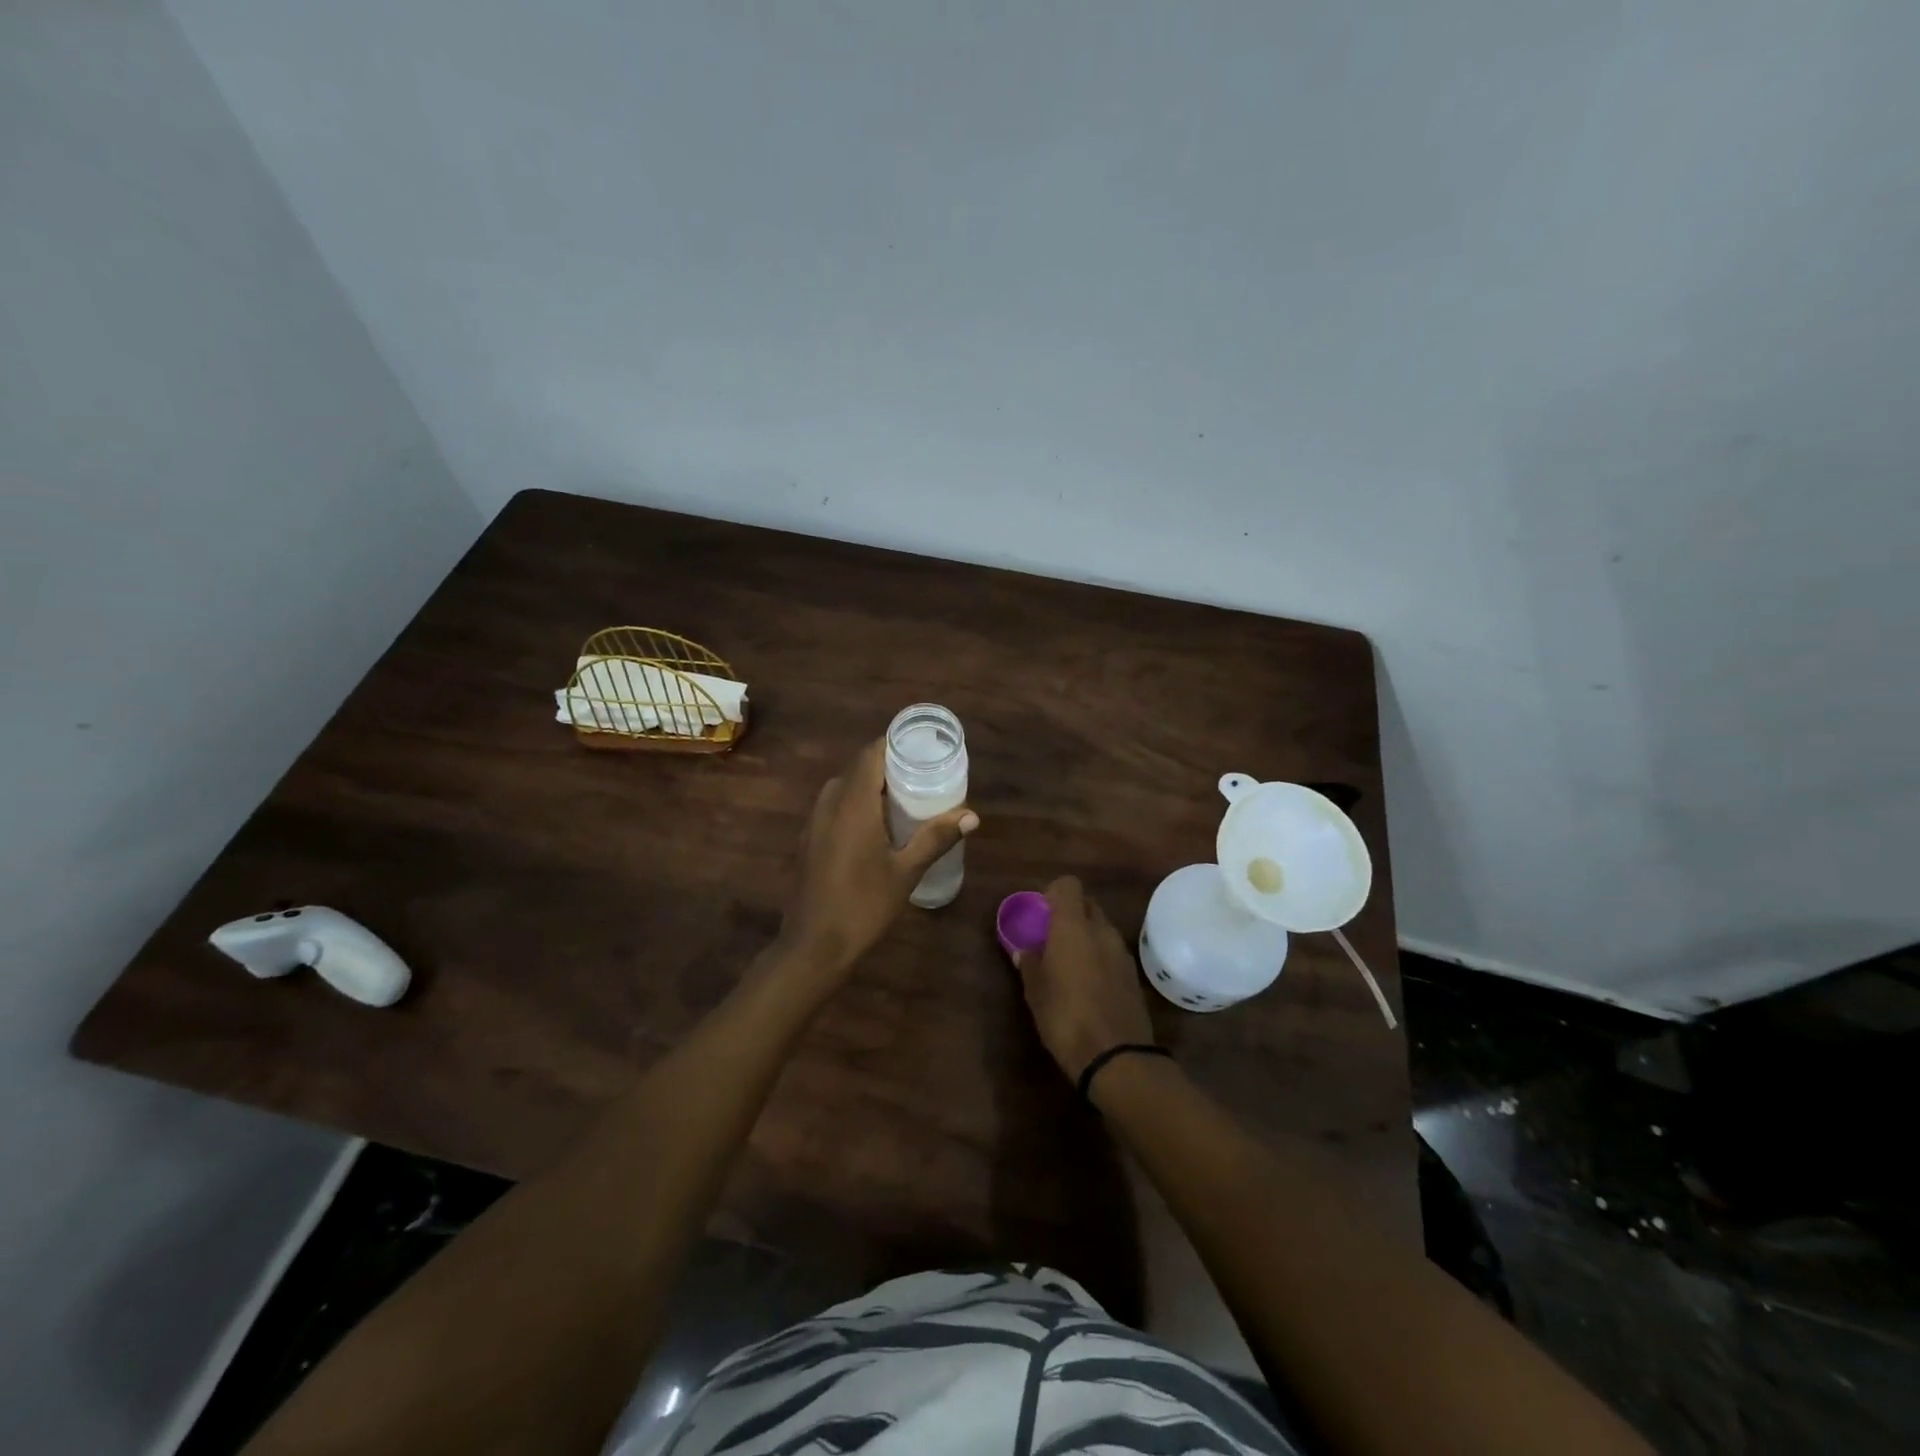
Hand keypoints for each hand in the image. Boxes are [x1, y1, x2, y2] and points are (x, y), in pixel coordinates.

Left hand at [781, 738, 977, 972]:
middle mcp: (829, 804)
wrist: (814, 945)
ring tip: (902, 799)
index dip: (893, 745)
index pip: (870, 754)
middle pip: (858, 769)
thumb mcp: (906, 871)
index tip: (920, 748)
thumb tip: (972, 815)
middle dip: (887, 767)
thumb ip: (936, 837)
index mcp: (853, 803)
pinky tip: (876, 828)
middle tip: (920, 776)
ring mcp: (814, 822)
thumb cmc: (864, 904)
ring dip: (870, 787)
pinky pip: (834, 808)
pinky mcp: (809, 841)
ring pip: (844, 789)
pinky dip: (855, 806)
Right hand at [1014, 877, 1155, 1083]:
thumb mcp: (1035, 992)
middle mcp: (1101, 931)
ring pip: (1101, 928)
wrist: (1117, 1057)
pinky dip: (1099, 956)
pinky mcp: (1133, 975)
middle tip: (1050, 937)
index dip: (1053, 893)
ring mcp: (1121, 952)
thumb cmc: (1066, 1017)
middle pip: (1087, 904)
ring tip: (1067, 964)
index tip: (1040, 912)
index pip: (1068, 885)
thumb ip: (1029, 963)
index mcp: (1073, 926)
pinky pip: (1111, 952)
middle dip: (1069, 913)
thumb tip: (1024, 949)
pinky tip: (1087, 983)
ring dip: (1085, 936)